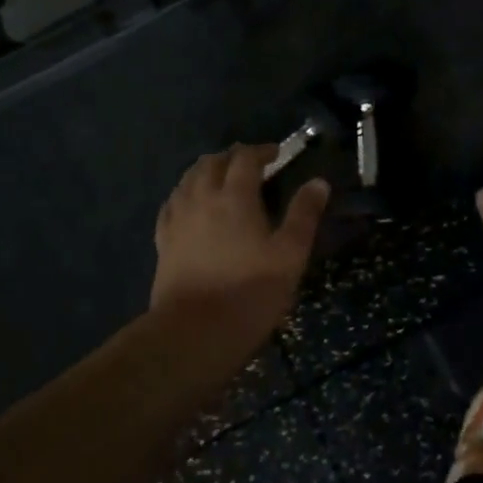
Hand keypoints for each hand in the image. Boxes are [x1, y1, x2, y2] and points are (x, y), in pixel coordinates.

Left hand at [151, 145, 329, 349]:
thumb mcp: (290, 255)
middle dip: (232, 156)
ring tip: (222, 178)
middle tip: (251, 164)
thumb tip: (318, 182)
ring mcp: (178, 218)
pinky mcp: (163, 239)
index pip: (245, 158)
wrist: (194, 332)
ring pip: (188, 178)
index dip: (262, 151)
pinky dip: (186, 192)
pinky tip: (191, 202)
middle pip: (212, 162)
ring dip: (207, 170)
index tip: (277, 153)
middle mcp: (202, 197)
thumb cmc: (250, 292)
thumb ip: (304, 215)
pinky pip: (172, 202)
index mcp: (235, 196)